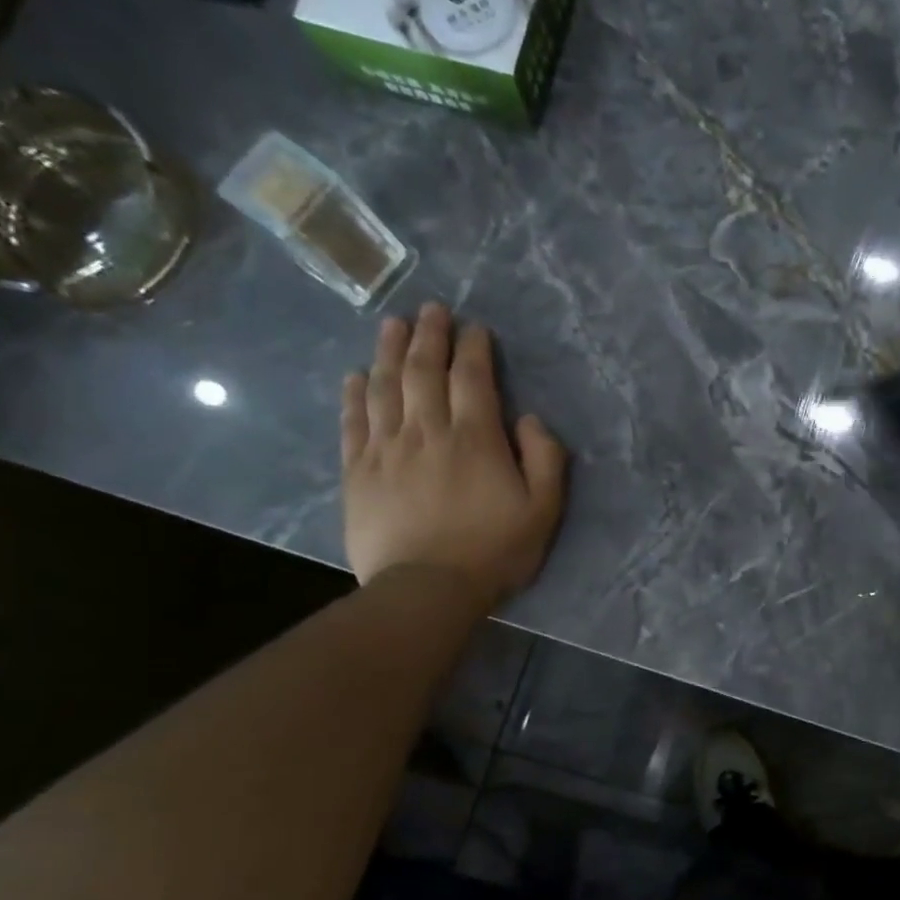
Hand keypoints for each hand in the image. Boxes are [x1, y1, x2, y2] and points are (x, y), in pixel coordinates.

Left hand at [341, 302, 566, 612]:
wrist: (426, 588)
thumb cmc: (494, 550)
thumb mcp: (543, 510)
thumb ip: (545, 459)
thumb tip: (528, 419)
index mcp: (475, 438)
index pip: (472, 378)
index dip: (473, 348)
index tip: (475, 327)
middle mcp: (427, 431)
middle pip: (422, 371)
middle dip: (428, 335)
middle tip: (430, 310)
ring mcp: (386, 449)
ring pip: (384, 386)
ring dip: (388, 351)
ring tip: (392, 325)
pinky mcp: (358, 471)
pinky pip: (354, 421)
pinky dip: (354, 393)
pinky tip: (356, 376)